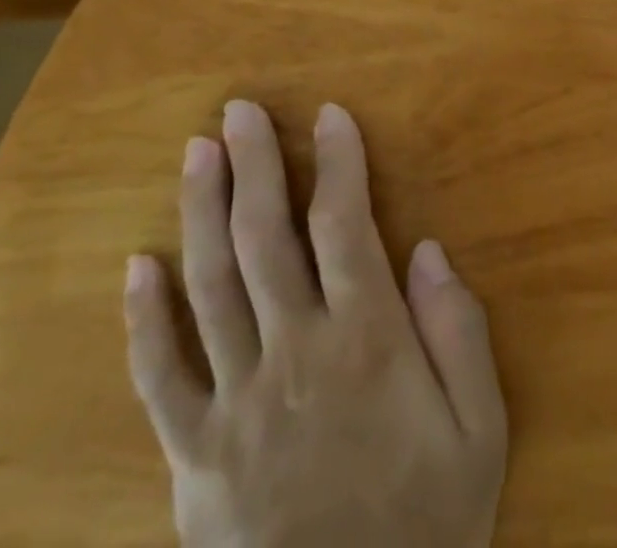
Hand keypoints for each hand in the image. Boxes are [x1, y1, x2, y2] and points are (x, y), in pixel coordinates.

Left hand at [124, 100, 507, 547]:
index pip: (344, 224)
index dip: (338, 161)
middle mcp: (295, 354)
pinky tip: (136, 265)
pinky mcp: (193, 458)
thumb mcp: (480, 432)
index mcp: (367, 340)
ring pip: (210, 286)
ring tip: (197, 152)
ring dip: (201, 211)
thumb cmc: (427, 529)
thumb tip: (427, 249)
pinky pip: (160, 378)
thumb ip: (459, 333)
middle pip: (266, 237)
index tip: (330, 114)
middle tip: (241, 110)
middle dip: (256, 164)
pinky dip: (144, 319)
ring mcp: (235, 405)